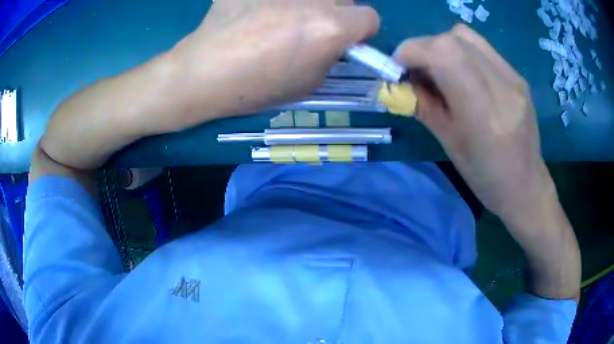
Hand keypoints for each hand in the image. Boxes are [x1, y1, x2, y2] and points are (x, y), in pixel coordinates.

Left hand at [167, 0, 379, 130]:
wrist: (203, 73)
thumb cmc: (255, 86)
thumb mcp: (308, 82)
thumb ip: (331, 55)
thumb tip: (334, 41)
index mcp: (330, 27)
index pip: (369, 17)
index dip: (360, 31)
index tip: (345, 40)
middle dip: (335, 12)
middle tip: (309, 28)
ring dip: (306, 4)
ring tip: (278, 19)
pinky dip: (272, 2)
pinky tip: (255, 12)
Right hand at [394, 24, 554, 224]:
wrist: (525, 185)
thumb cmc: (485, 176)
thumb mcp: (449, 145)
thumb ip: (424, 106)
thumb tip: (399, 82)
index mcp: (484, 112)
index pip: (444, 53)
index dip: (413, 51)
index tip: (399, 68)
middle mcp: (502, 86)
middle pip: (453, 39)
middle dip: (425, 48)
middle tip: (418, 71)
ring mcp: (513, 77)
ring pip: (466, 36)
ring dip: (443, 46)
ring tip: (440, 71)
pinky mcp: (517, 76)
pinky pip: (481, 48)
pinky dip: (461, 52)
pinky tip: (463, 75)